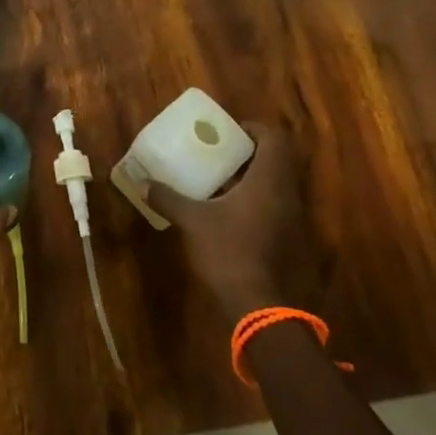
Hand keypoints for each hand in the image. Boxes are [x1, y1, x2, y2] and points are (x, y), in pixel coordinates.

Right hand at [148, 124, 318, 321]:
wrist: (259, 306)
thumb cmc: (228, 252)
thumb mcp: (192, 221)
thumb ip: (168, 198)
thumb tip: (143, 184)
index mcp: (269, 180)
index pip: (274, 137)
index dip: (253, 128)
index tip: (228, 131)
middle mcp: (287, 193)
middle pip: (276, 159)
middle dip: (249, 152)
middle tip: (219, 152)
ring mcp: (292, 218)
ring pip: (276, 183)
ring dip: (252, 177)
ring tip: (219, 179)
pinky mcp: (289, 238)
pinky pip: (275, 205)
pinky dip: (255, 199)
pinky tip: (227, 210)